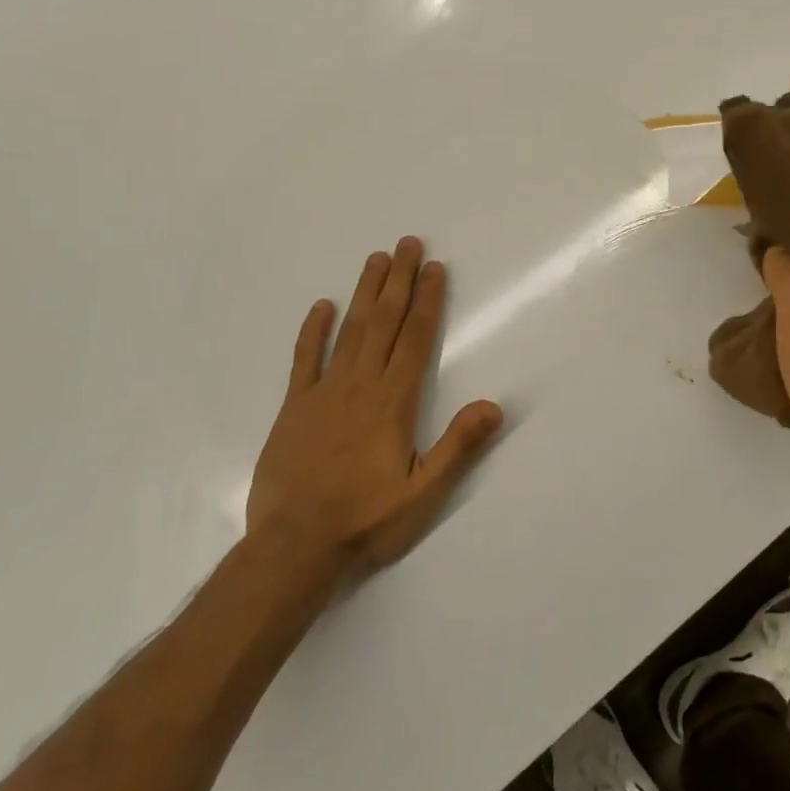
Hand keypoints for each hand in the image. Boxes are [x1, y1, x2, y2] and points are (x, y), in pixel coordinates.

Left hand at [247, 237, 503, 576]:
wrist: (294, 547)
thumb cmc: (366, 520)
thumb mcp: (423, 492)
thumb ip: (458, 446)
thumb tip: (495, 405)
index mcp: (394, 401)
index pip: (416, 338)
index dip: (428, 300)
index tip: (434, 268)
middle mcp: (361, 385)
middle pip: (384, 322)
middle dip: (399, 280)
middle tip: (407, 243)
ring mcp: (324, 392)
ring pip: (349, 331)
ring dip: (365, 293)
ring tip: (376, 259)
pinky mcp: (294, 407)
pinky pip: (305, 359)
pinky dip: (313, 331)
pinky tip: (321, 306)